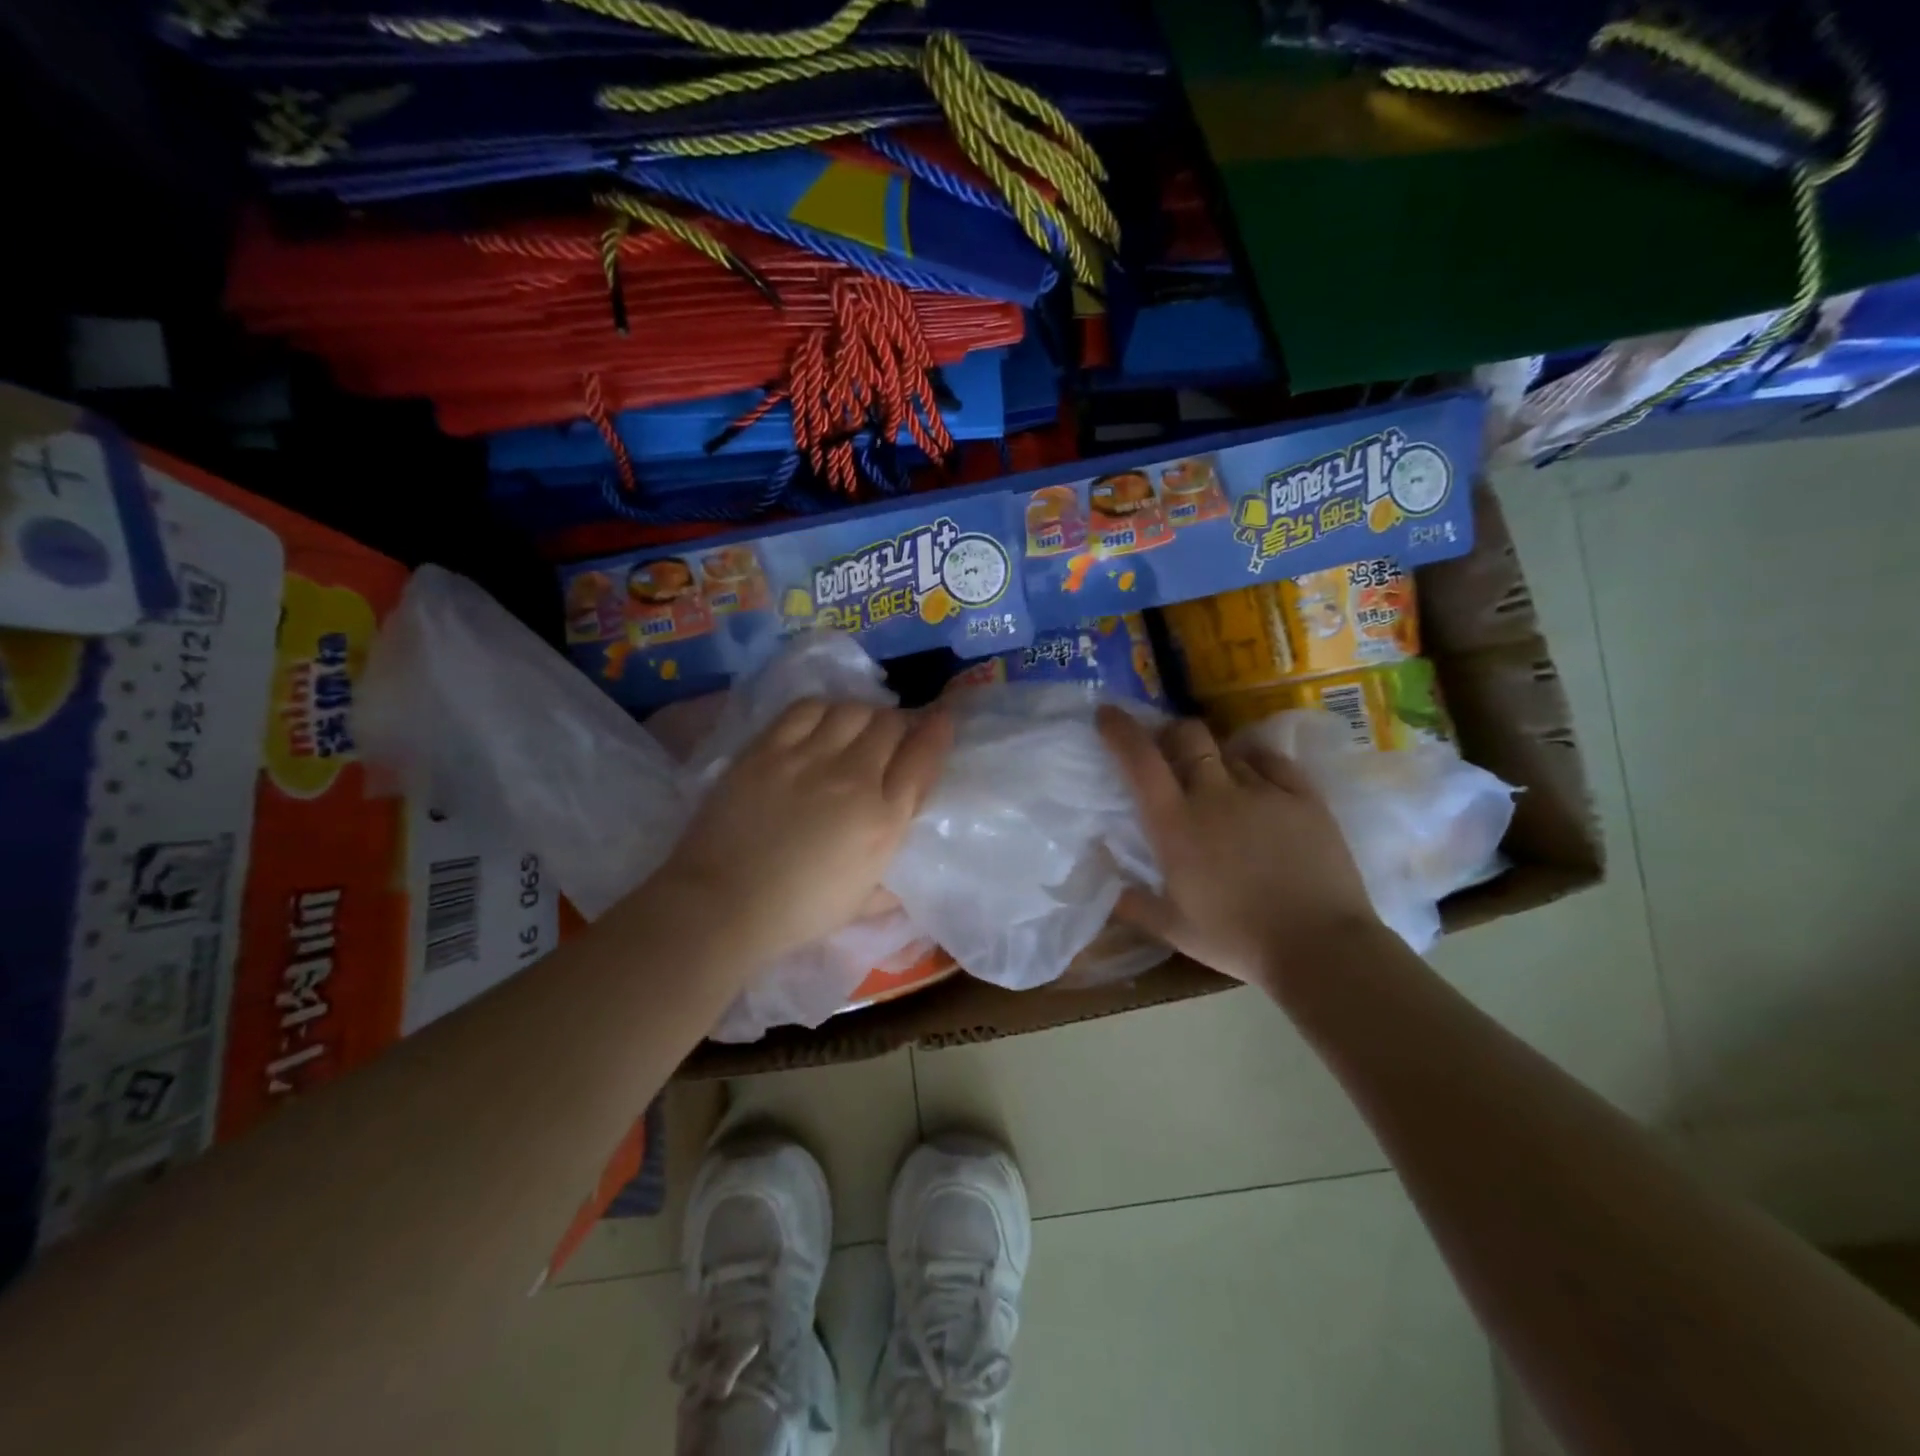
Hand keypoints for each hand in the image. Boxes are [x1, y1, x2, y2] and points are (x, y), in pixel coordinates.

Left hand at [660, 699, 951, 966]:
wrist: (724, 904)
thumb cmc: (798, 913)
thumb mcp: (862, 904)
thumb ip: (891, 886)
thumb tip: (904, 880)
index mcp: (884, 821)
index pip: (923, 757)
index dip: (937, 731)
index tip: (940, 719)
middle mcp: (855, 779)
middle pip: (889, 725)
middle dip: (896, 726)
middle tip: (887, 737)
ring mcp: (810, 758)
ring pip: (852, 710)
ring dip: (862, 715)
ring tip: (854, 728)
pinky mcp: (769, 748)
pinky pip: (806, 709)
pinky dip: (822, 709)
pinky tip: (820, 721)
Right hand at [1098, 707, 1379, 991]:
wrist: (1320, 947)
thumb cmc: (1237, 940)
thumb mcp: (1173, 929)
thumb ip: (1132, 903)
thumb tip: (1104, 884)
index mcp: (1175, 825)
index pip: (1140, 760)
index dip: (1120, 730)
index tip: (1108, 714)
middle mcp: (1214, 794)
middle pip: (1186, 734)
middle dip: (1170, 733)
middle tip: (1168, 751)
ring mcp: (1263, 790)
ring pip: (1227, 749)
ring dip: (1213, 757)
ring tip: (1218, 780)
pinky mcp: (1304, 795)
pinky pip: (1271, 760)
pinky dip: (1254, 763)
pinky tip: (1256, 781)